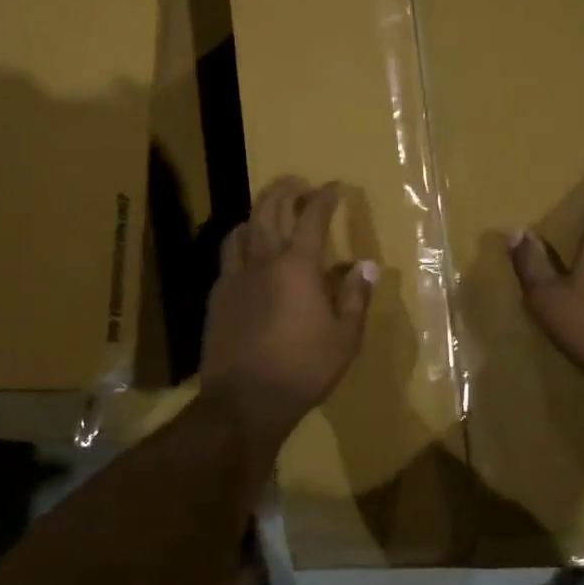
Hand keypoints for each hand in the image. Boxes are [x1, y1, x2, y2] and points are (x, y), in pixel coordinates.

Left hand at [201, 176, 376, 451]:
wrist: (244, 401)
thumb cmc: (303, 369)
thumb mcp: (345, 338)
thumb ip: (355, 297)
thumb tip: (366, 266)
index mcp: (298, 266)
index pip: (311, 216)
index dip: (325, 197)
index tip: (335, 187)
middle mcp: (263, 261)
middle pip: (269, 208)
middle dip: (285, 189)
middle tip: (299, 183)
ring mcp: (235, 277)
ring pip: (243, 228)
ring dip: (258, 212)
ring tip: (271, 214)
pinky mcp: (217, 295)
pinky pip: (229, 255)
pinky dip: (242, 241)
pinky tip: (248, 254)